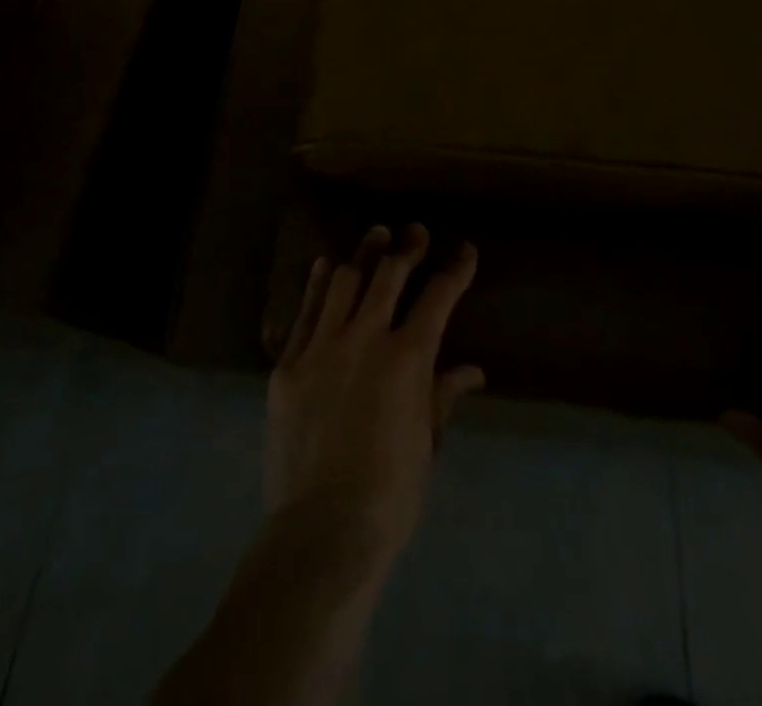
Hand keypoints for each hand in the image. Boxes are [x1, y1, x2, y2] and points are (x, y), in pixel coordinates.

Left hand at [265, 223, 484, 565]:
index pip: (438, 297)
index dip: (455, 269)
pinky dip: (318, 284)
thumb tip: (472, 371)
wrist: (322, 529)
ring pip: (345, 281)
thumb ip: (444, 396)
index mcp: (408, 358)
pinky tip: (326, 265)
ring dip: (364, 256)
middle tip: (415, 232)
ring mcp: (323, 346)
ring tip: (375, 239)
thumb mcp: (427, 443)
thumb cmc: (390, 494)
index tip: (464, 249)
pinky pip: (305, 311)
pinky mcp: (288, 363)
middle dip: (407, 248)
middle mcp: (366, 338)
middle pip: (389, 275)